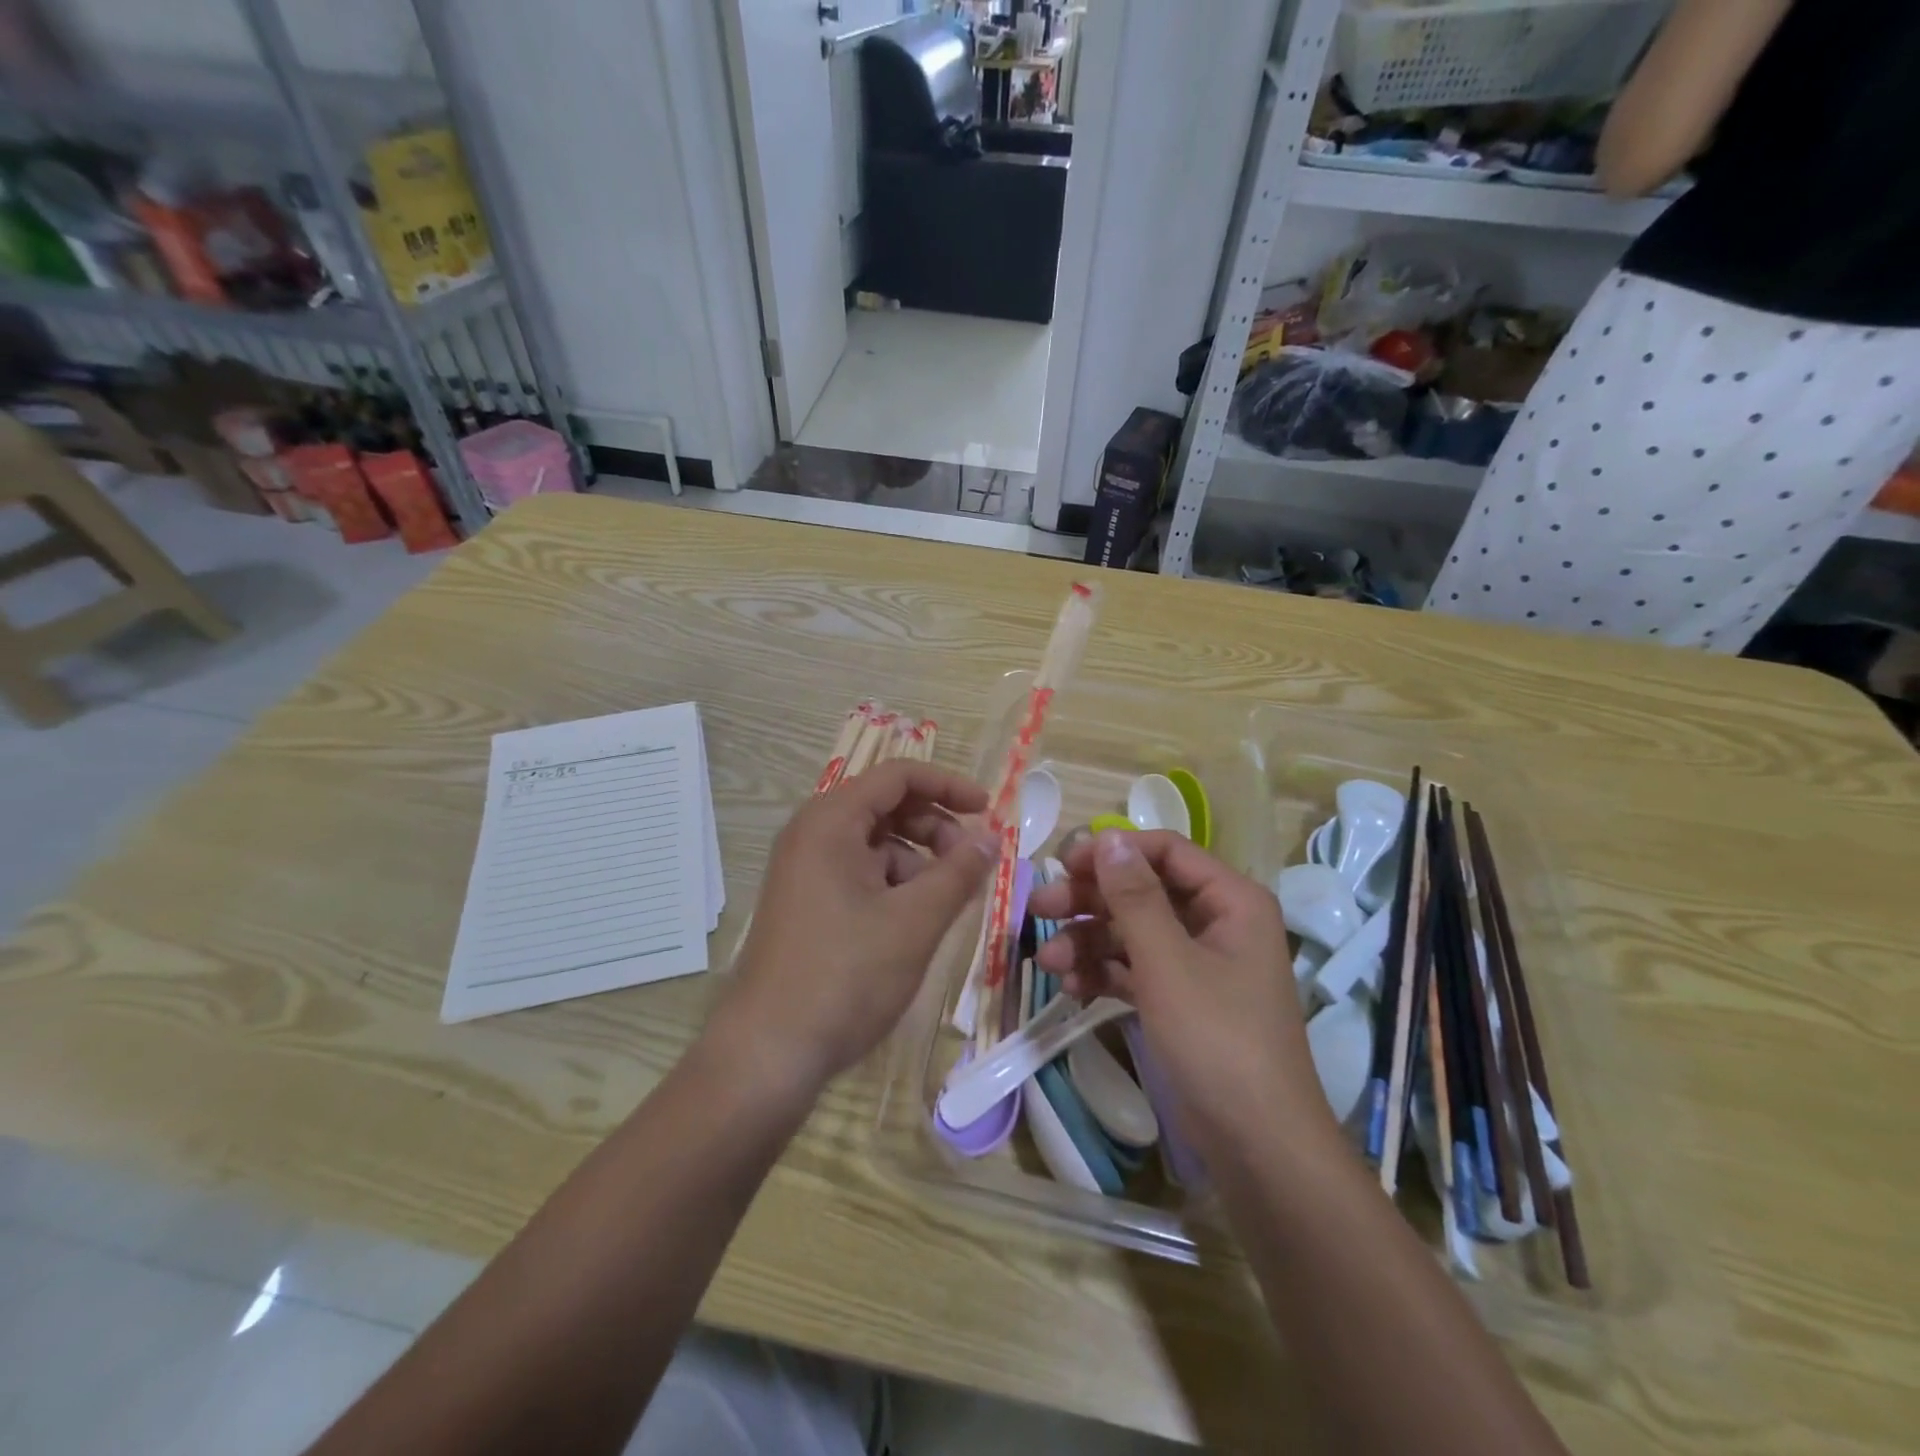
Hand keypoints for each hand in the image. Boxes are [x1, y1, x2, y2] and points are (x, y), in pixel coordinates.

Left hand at [711, 760, 995, 1098]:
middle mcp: (812, 835)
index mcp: (831, 821)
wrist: (769, 1053)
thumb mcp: (914, 921)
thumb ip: (959, 872)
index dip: (948, 786)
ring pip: (875, 843)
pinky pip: (860, 874)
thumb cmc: (846, 976)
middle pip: (886, 806)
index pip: (898, 775)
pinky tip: (915, 921)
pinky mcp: (807, 903)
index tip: (988, 811)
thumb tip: (991, 836)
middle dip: (935, 827)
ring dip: (918, 860)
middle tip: (969, 864)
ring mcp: (805, 870)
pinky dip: (895, 885)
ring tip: (946, 901)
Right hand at [1029, 830, 1331, 1157]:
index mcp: (1230, 901)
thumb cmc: (1217, 1040)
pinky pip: (1135, 970)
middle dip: (1090, 900)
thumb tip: (1108, 838)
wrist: (1257, 1147)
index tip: (1063, 863)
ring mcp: (1197, 964)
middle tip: (1040, 908)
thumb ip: (1134, 897)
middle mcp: (1216, 923)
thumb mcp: (1168, 963)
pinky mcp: (1181, 1001)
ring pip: (1133, 932)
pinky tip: (1071, 988)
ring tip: (1048, 963)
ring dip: (1088, 942)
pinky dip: (1103, 974)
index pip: (1165, 851)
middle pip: (1143, 891)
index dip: (1114, 852)